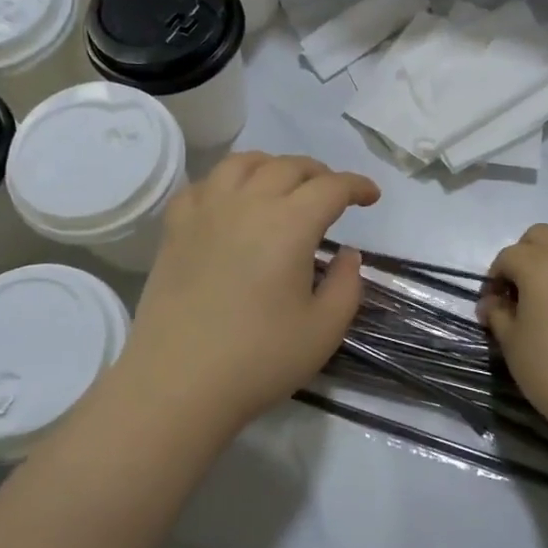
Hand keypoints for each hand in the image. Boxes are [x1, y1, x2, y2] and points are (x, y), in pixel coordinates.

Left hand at [110, 153, 379, 433]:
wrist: (178, 385)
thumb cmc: (259, 359)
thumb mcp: (325, 329)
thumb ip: (347, 284)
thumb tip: (347, 253)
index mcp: (290, 224)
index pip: (332, 187)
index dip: (357, 186)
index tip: (371, 197)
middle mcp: (248, 203)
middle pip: (290, 166)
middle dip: (320, 174)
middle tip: (332, 195)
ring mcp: (207, 212)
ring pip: (243, 163)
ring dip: (273, 166)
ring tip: (283, 185)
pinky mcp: (176, 229)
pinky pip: (203, 185)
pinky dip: (225, 182)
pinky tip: (231, 202)